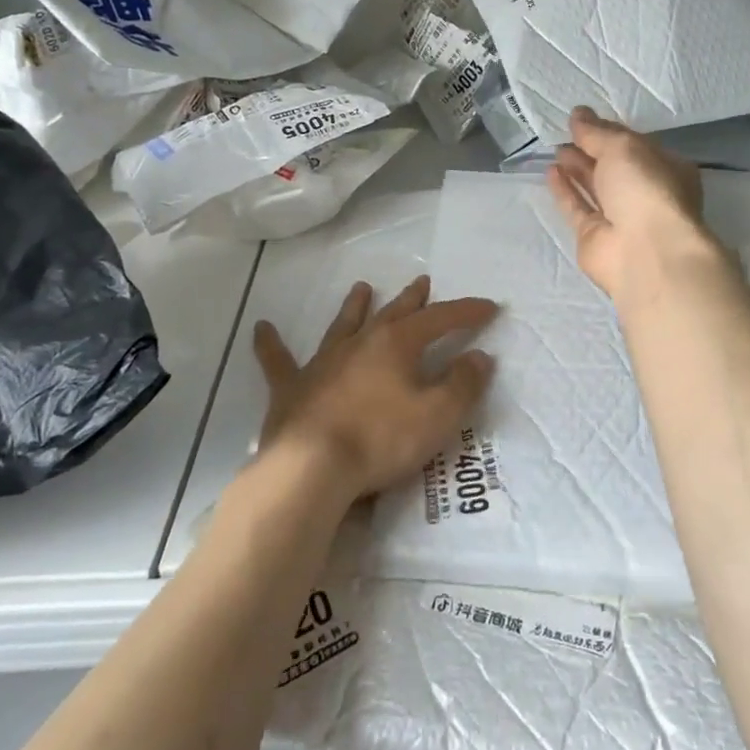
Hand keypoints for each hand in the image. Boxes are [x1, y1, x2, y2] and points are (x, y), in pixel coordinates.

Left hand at [253, 275, 496, 507]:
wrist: (311, 467)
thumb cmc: (381, 440)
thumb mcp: (438, 415)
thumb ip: (463, 384)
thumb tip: (480, 356)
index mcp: (397, 344)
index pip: (441, 319)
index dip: (467, 311)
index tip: (490, 306)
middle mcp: (361, 343)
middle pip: (393, 313)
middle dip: (412, 299)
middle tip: (422, 281)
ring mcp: (323, 363)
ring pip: (343, 326)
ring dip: (355, 306)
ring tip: (362, 287)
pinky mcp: (292, 388)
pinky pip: (278, 361)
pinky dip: (270, 344)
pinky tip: (260, 328)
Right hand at [546, 107, 714, 299]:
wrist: (644, 252)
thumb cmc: (645, 188)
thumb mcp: (622, 147)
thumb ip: (597, 132)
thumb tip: (577, 114)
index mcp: (666, 168)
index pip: (634, 144)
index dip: (608, 131)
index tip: (582, 119)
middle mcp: (646, 193)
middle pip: (614, 167)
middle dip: (591, 149)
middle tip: (565, 133)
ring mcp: (622, 218)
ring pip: (596, 187)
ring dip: (577, 168)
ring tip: (556, 149)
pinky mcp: (596, 236)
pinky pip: (578, 208)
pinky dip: (565, 190)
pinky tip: (551, 172)